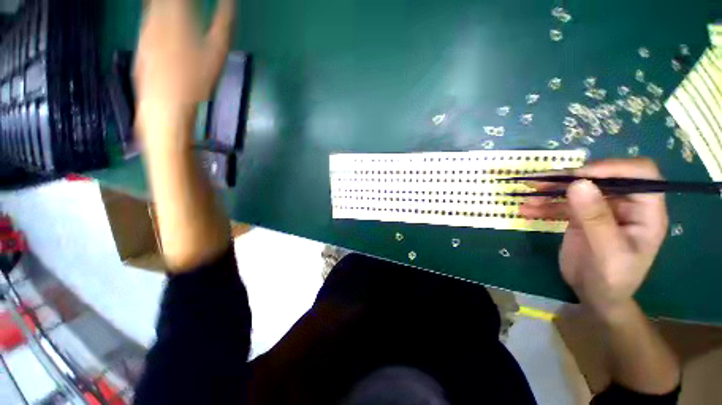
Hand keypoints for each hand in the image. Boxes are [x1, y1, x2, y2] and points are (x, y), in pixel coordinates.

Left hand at [133, 0, 234, 146]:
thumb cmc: (196, 80)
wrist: (165, 104)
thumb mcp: (217, 52)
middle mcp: (156, 16)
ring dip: (164, 4)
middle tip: (187, 5)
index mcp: (177, 14)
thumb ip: (224, 24)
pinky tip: (164, 23)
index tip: (196, 0)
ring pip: (152, 6)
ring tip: (178, 8)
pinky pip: (148, 20)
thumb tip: (230, 1)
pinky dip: (156, 15)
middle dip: (176, 1)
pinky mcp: (140, 43)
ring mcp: (145, 30)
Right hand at [520, 158, 668, 318]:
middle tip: (539, 182)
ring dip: (549, 191)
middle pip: (600, 178)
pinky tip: (526, 210)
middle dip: (568, 178)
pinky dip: (543, 205)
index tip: (579, 176)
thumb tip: (578, 183)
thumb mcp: (607, 252)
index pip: (639, 174)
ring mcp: (600, 209)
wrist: (595, 296)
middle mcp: (624, 204)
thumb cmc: (611, 279)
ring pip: (576, 189)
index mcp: (645, 211)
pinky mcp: (580, 216)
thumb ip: (595, 218)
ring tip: (526, 197)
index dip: (612, 168)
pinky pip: (560, 204)